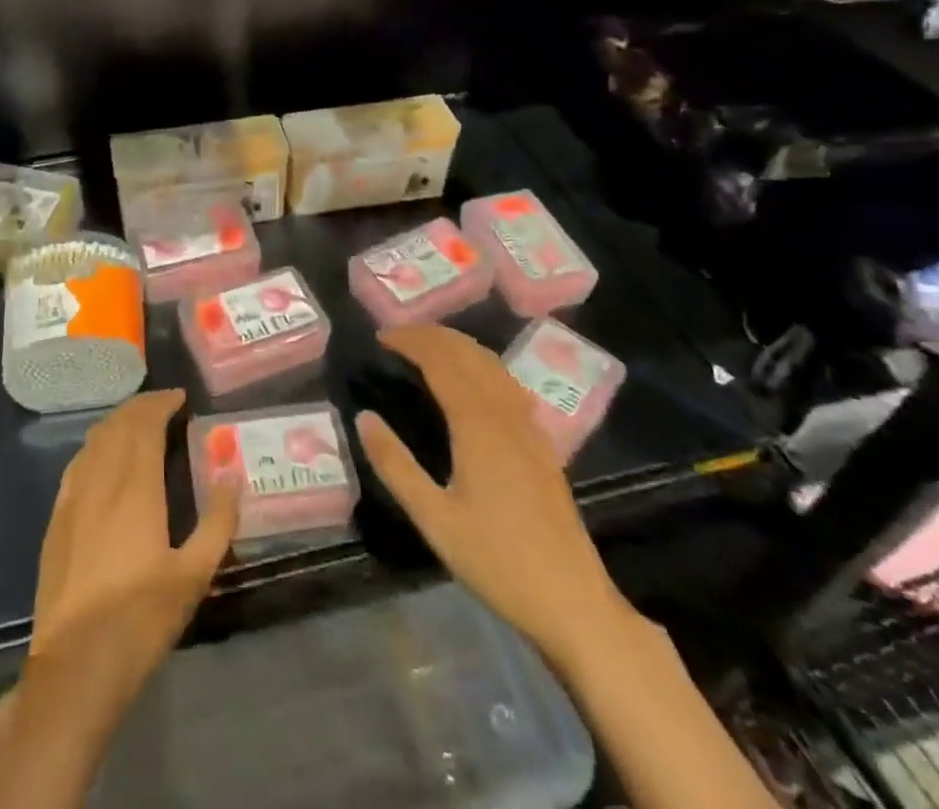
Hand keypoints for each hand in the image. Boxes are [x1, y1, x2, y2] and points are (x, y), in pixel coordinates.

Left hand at [25, 389, 239, 728]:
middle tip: (165, 406)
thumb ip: (218, 522)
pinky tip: (105, 459)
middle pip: (118, 424)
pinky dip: (97, 446)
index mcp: (136, 485)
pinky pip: (78, 462)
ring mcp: (73, 496)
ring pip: (95, 439)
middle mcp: (101, 478)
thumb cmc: (141, 618)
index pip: (145, 423)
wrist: (76, 664)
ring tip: (139, 425)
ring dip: (118, 422)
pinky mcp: (57, 517)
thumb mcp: (194, 574)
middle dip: (142, 407)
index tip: (181, 398)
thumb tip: (232, 477)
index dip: (162, 403)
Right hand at [355, 325, 634, 668]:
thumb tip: (364, 417)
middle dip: (431, 335)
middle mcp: (506, 413)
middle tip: (396, 337)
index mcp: (478, 424)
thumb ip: (395, 465)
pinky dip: (480, 364)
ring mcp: (530, 427)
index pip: (441, 360)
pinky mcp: (542, 444)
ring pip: (492, 364)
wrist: (574, 604)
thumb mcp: (434, 520)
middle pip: (468, 353)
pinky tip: (471, 380)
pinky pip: (507, 383)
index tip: (380, 337)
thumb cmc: (497, 562)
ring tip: (426, 347)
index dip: (410, 341)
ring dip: (457, 345)